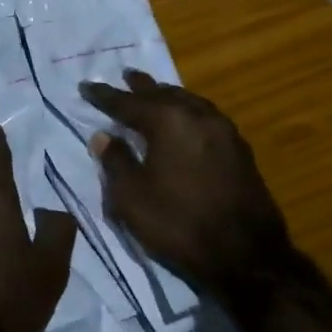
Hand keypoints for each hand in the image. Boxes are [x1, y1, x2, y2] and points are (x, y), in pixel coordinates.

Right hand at [79, 70, 307, 300]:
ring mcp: (224, 132)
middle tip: (126, 75)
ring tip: (155, 93)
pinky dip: (188, 113)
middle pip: (163, 94)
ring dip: (168, 97)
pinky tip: (186, 121)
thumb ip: (115, 161)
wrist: (247, 256)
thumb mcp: (132, 197)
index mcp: (169, 121)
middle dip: (141, 87)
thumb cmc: (179, 223)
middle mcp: (198, 116)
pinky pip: (206, 117)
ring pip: (189, 102)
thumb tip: (103, 136)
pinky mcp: (240, 150)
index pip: (128, 103)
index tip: (85, 86)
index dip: (104, 96)